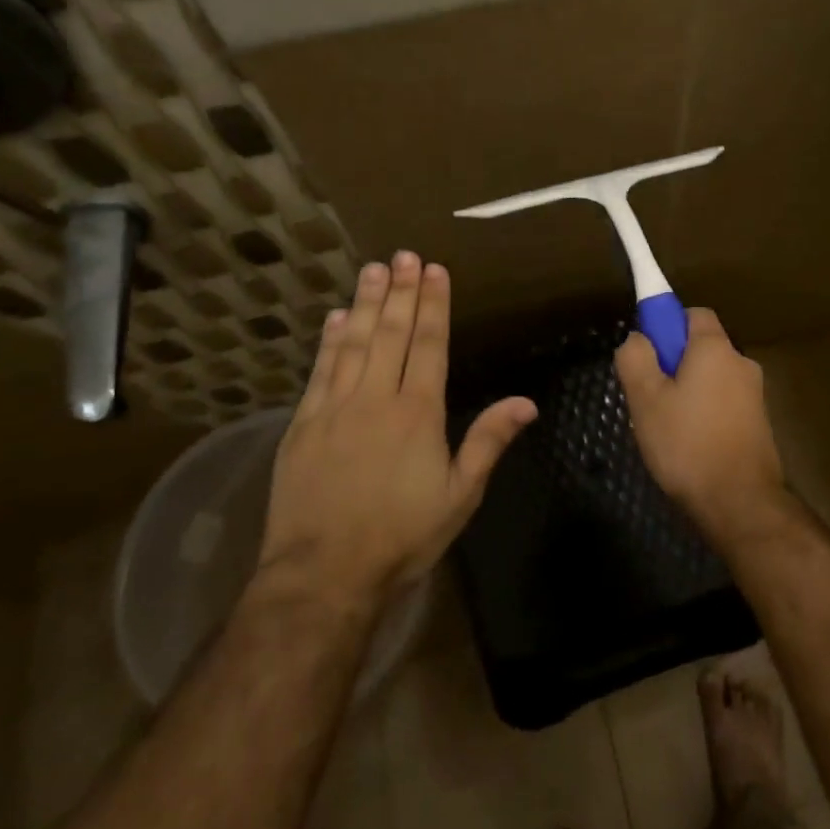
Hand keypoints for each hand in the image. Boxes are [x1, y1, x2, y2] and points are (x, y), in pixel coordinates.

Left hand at [252, 253, 535, 609]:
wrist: (323, 573)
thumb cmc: (401, 536)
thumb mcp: (459, 496)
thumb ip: (488, 442)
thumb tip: (526, 402)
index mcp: (418, 412)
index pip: (429, 344)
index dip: (434, 304)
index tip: (435, 270)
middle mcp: (376, 397)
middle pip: (392, 333)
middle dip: (401, 291)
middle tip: (405, 254)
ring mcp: (334, 407)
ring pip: (354, 342)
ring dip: (366, 303)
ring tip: (374, 268)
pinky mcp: (303, 424)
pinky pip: (320, 370)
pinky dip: (330, 340)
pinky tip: (337, 317)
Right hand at [615, 308, 788, 542]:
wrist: (740, 501)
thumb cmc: (687, 443)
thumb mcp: (645, 399)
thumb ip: (635, 358)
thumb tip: (638, 338)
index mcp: (715, 348)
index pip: (693, 314)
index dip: (666, 325)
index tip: (647, 352)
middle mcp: (741, 363)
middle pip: (701, 348)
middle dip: (673, 363)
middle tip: (648, 395)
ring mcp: (754, 394)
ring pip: (711, 378)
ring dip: (688, 392)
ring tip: (665, 426)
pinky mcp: (759, 423)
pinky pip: (723, 403)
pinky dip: (705, 413)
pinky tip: (689, 444)